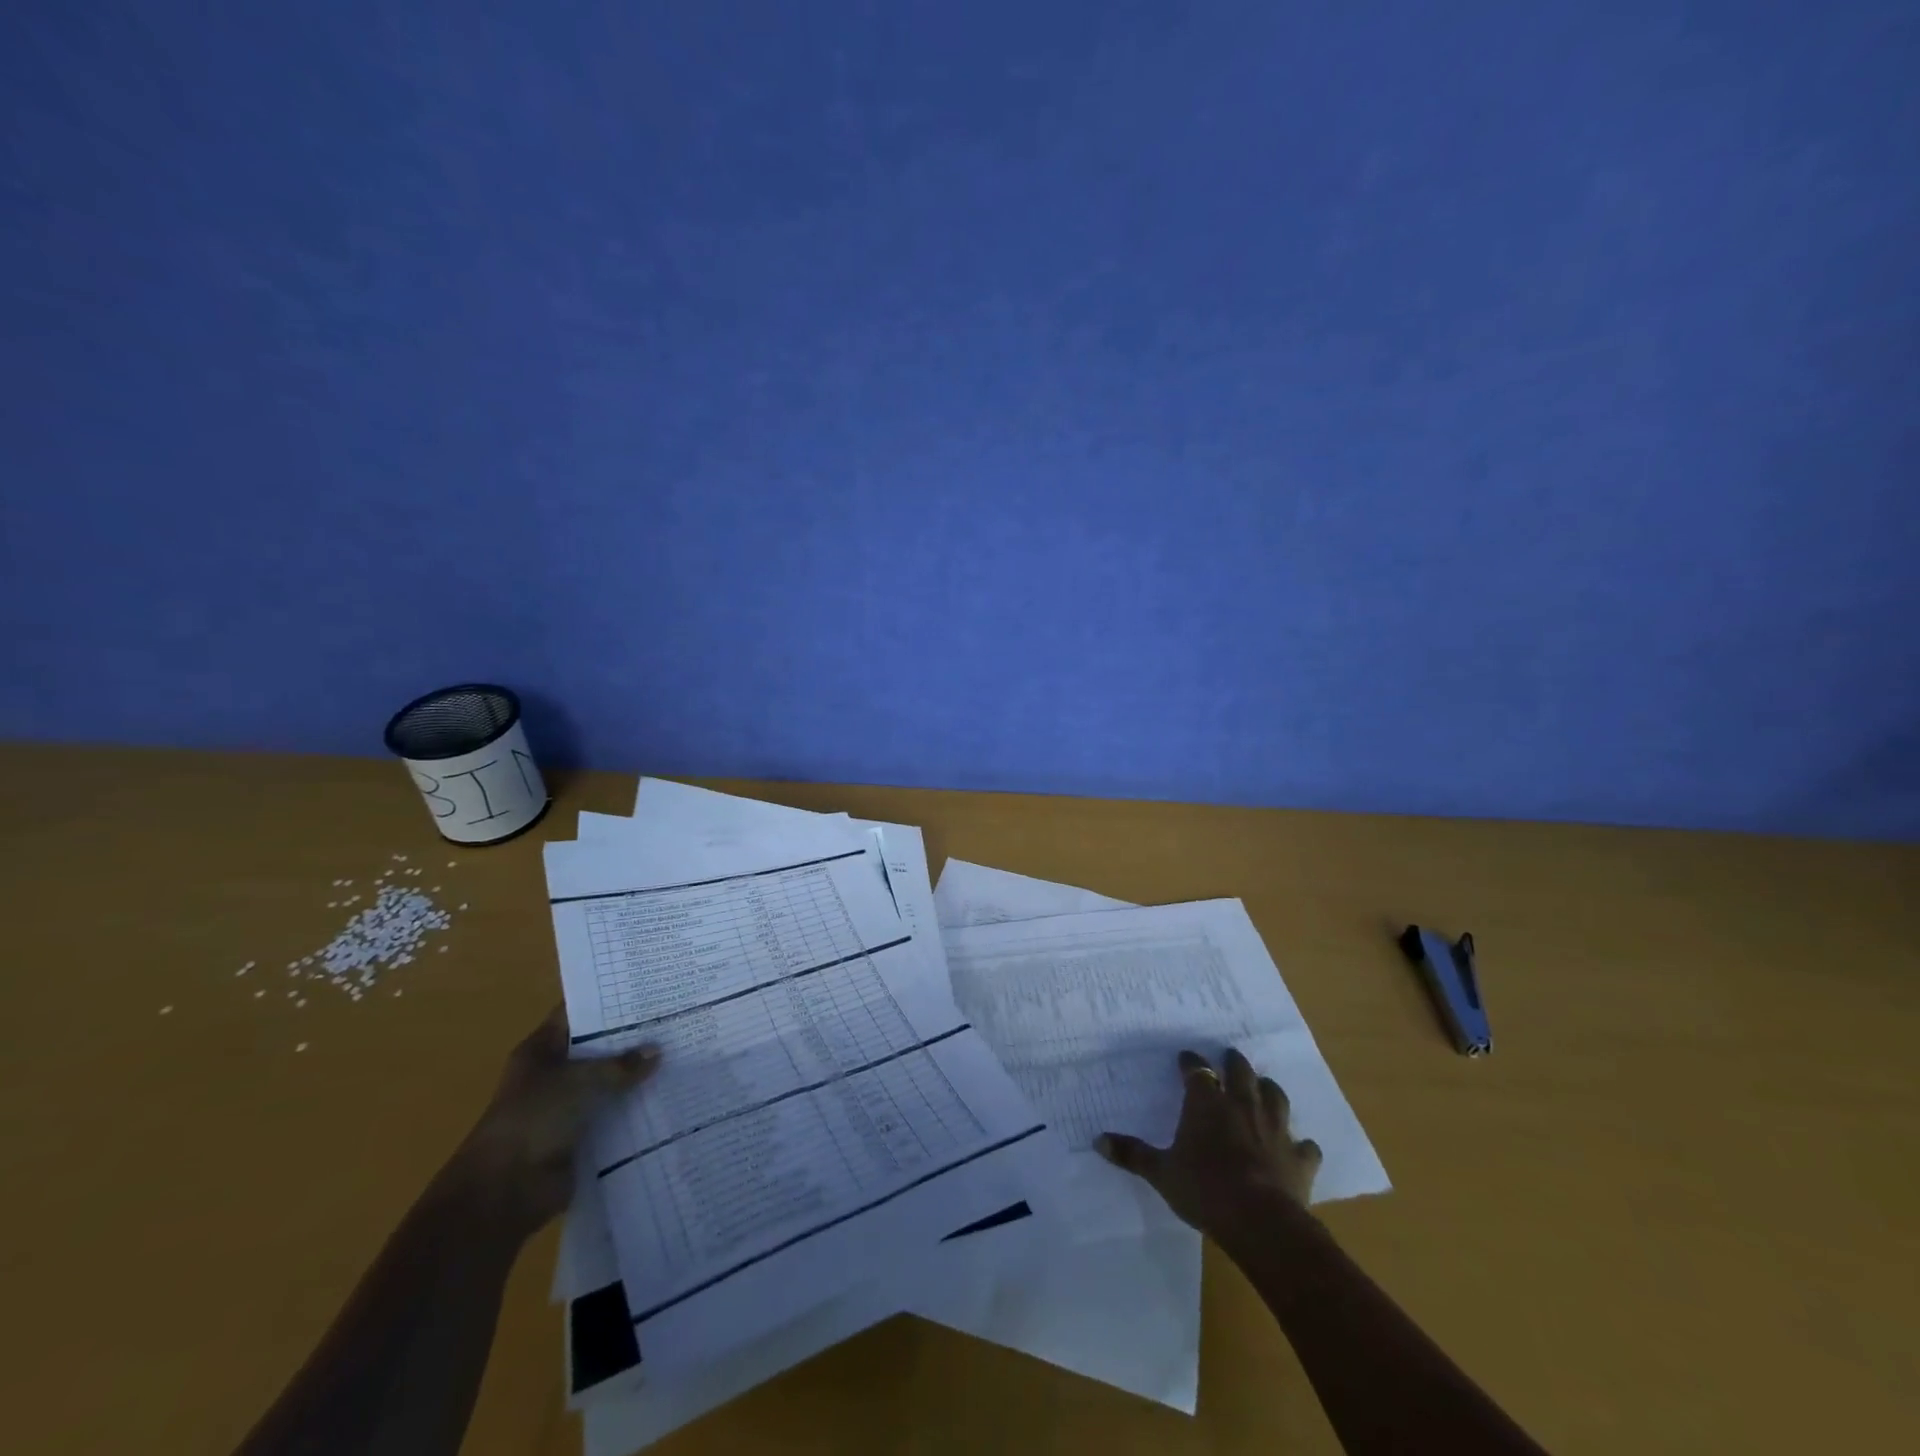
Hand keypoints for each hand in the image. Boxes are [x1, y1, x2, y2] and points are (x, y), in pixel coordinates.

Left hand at [449, 1007, 659, 1237]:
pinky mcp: (581, 1136)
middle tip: (674, 1020)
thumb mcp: (580, 1080)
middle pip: (597, 1048)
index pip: (578, 1014)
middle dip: (631, 1038)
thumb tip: (657, 1050)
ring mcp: (566, 1106)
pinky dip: (635, 1110)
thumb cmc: (535, 1119)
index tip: (646, 990)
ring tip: (681, 1055)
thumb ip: (621, 1065)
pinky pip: (614, 1115)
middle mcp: (553, 1074)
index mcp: (541, 1050)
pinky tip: (669, 1096)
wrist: (505, 1192)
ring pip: (609, 1083)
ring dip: (637, 1077)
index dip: (609, 1001)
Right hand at [1095, 1048, 1321, 1237]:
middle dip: (1234, 1063)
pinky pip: (1305, 1146)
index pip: (1197, 1071)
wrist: (1260, 1221)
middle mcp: (1242, 1106)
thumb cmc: (1204, 1189)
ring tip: (1264, 1087)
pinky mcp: (1299, 1158)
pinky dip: (1301, 1145)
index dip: (1191, 1063)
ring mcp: (1275, 1130)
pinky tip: (1300, 1147)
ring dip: (1268, 1090)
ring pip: (1275, 1097)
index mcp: (1207, 1104)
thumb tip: (1097, 1140)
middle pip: (1241, 1072)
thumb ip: (1132, 1154)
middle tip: (1230, 1057)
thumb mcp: (1161, 1173)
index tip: (1186, 1058)